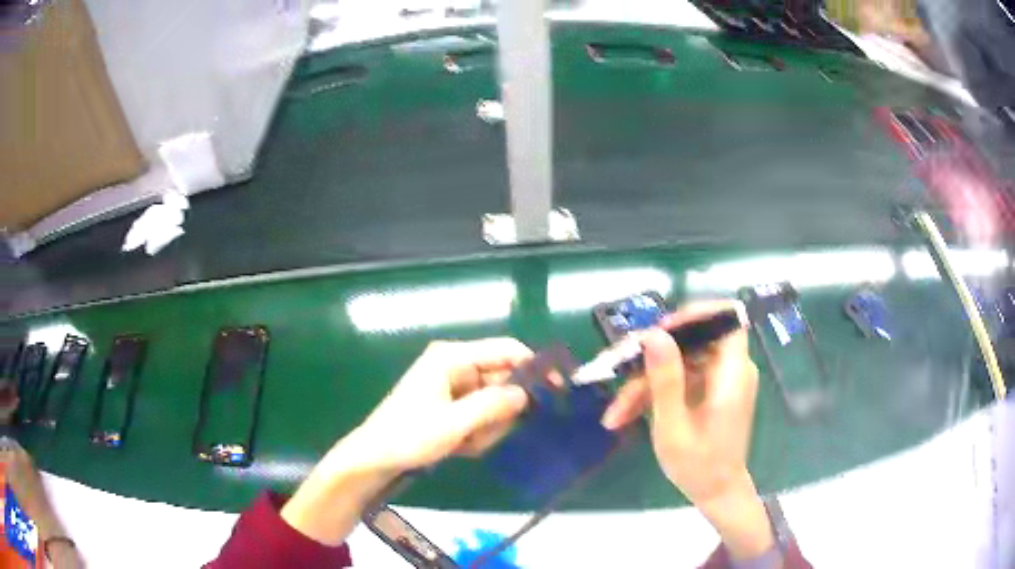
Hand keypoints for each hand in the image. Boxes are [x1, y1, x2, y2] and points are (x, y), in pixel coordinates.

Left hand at [282, 338, 533, 545]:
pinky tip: (460, 447)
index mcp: (452, 357)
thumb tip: (526, 393)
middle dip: (501, 411)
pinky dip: (478, 433)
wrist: (375, 459)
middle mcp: (455, 365)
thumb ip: (493, 406)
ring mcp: (454, 387)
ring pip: (495, 402)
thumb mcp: (453, 424)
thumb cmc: (408, 436)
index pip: (505, 350)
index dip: (534, 366)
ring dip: (488, 427)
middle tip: (486, 435)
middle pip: (502, 380)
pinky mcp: (452, 406)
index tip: (557, 389)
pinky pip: (482, 415)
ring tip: (466, 444)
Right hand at [601, 301, 773, 559]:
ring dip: (645, 382)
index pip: (726, 319)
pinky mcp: (709, 391)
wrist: (716, 492)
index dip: (694, 315)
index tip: (659, 331)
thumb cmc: (698, 466)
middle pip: (692, 341)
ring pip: (679, 362)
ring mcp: (719, 380)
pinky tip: (626, 414)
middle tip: (619, 369)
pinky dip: (655, 393)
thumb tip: (653, 334)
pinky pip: (680, 379)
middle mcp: (730, 370)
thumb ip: (665, 379)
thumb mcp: (673, 427)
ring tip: (615, 412)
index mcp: (732, 374)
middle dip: (653, 356)